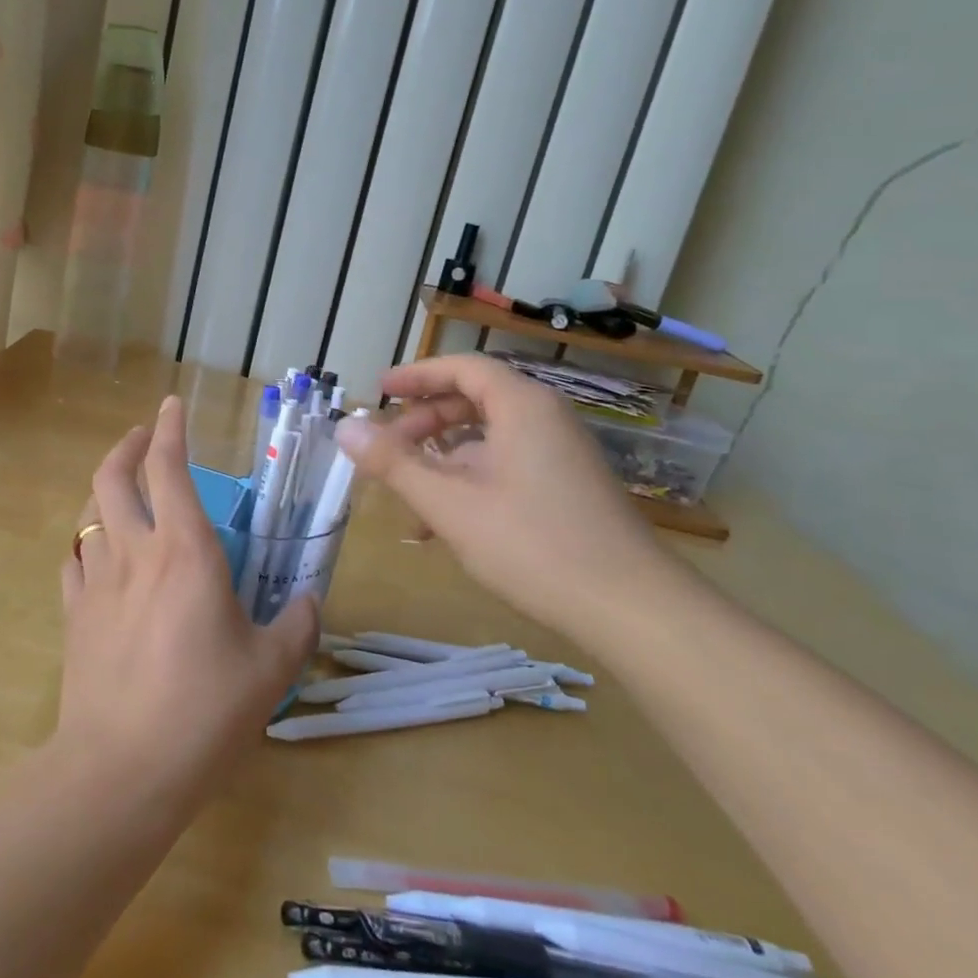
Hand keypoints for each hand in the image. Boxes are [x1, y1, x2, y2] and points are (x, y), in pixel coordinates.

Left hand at [56, 396, 317, 812]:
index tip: (171, 405)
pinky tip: (97, 557)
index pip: (169, 467)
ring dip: (104, 492)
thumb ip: (296, 626)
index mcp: (185, 550)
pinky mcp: (74, 616)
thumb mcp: (270, 670)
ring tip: (122, 494)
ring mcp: (96, 582)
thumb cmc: (204, 711)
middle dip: (125, 446)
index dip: (169, 429)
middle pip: (112, 477)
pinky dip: (86, 546)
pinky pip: (74, 563)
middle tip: (141, 439)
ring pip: (88, 515)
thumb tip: (309, 601)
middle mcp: (135, 552)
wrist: (121, 770)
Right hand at [334, 354, 674, 639]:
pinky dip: (469, 481)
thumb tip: (344, 428)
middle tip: (386, 449)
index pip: (462, 368)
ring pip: (487, 439)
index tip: (378, 390)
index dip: (416, 375)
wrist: (633, 610)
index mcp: (522, 406)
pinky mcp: (567, 488)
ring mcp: (560, 455)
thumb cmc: (534, 544)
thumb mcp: (450, 503)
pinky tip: (443, 525)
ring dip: (441, 460)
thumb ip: (393, 463)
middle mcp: (545, 419)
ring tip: (406, 495)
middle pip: (473, 401)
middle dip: (422, 423)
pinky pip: (505, 465)